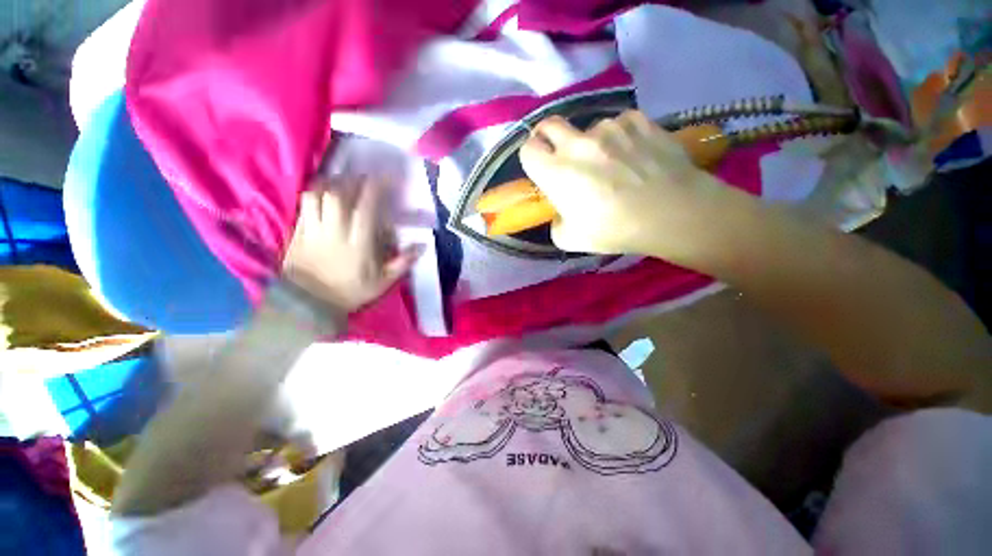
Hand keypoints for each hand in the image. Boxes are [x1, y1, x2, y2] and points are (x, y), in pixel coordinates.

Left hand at [281, 176, 420, 313]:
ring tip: (345, 181)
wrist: (308, 303)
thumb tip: (422, 245)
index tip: (386, 177)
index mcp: (358, 244)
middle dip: (354, 180)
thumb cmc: (350, 292)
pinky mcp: (299, 230)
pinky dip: (316, 191)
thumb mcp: (383, 282)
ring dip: (333, 183)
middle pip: (340, 195)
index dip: (376, 188)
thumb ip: (403, 262)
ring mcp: (314, 229)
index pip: (367, 208)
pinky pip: (305, 203)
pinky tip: (325, 191)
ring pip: (319, 195)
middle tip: (366, 177)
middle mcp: (335, 231)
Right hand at [519, 111, 730, 259]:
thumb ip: (556, 223)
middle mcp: (577, 143)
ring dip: (592, 142)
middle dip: (548, 138)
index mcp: (556, 172)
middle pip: (549, 125)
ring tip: (611, 163)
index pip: (528, 149)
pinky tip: (634, 154)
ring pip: (588, 128)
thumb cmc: (616, 229)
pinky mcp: (637, 120)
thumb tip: (561, 212)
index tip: (541, 166)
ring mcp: (609, 128)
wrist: (672, 213)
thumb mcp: (572, 240)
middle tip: (561, 155)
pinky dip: (620, 137)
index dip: (532, 157)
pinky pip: (619, 124)